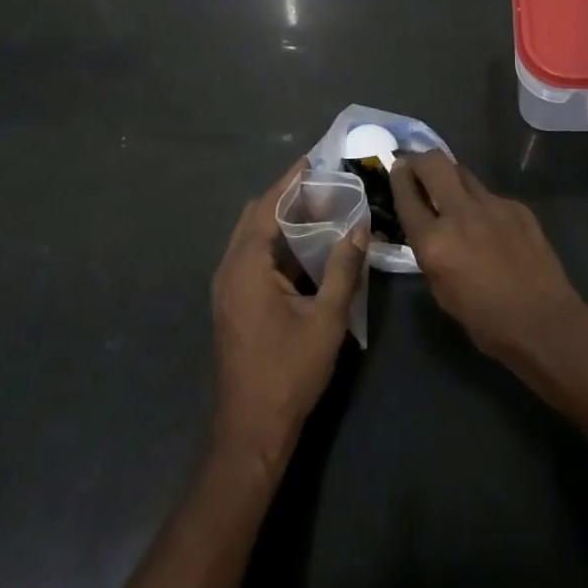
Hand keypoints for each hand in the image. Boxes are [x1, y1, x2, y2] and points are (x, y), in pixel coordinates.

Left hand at [211, 160, 366, 478]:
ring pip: (252, 239)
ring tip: (319, 211)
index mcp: (246, 266)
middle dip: (286, 198)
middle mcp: (229, 269)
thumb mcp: (325, 318)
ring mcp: (227, 288)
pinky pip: (252, 258)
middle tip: (323, 187)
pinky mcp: (233, 304)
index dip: (290, 182)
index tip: (313, 160)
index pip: (266, 207)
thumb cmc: (289, 371)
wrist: (252, 428)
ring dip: (280, 221)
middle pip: (255, 218)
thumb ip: (342, 269)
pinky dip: (276, 244)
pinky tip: (304, 249)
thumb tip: (359, 228)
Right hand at [390, 151, 587, 380]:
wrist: (544, 322)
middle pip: (434, 163)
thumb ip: (429, 251)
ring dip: (452, 179)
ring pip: (463, 173)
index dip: (398, 177)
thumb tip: (426, 227)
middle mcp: (460, 214)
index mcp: (434, 242)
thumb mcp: (440, 290)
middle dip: (421, 160)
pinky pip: (490, 196)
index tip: (397, 169)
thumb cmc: (485, 320)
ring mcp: (492, 206)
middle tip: (418, 168)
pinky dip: (482, 204)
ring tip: (453, 195)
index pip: (406, 194)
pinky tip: (490, 226)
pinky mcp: (517, 207)